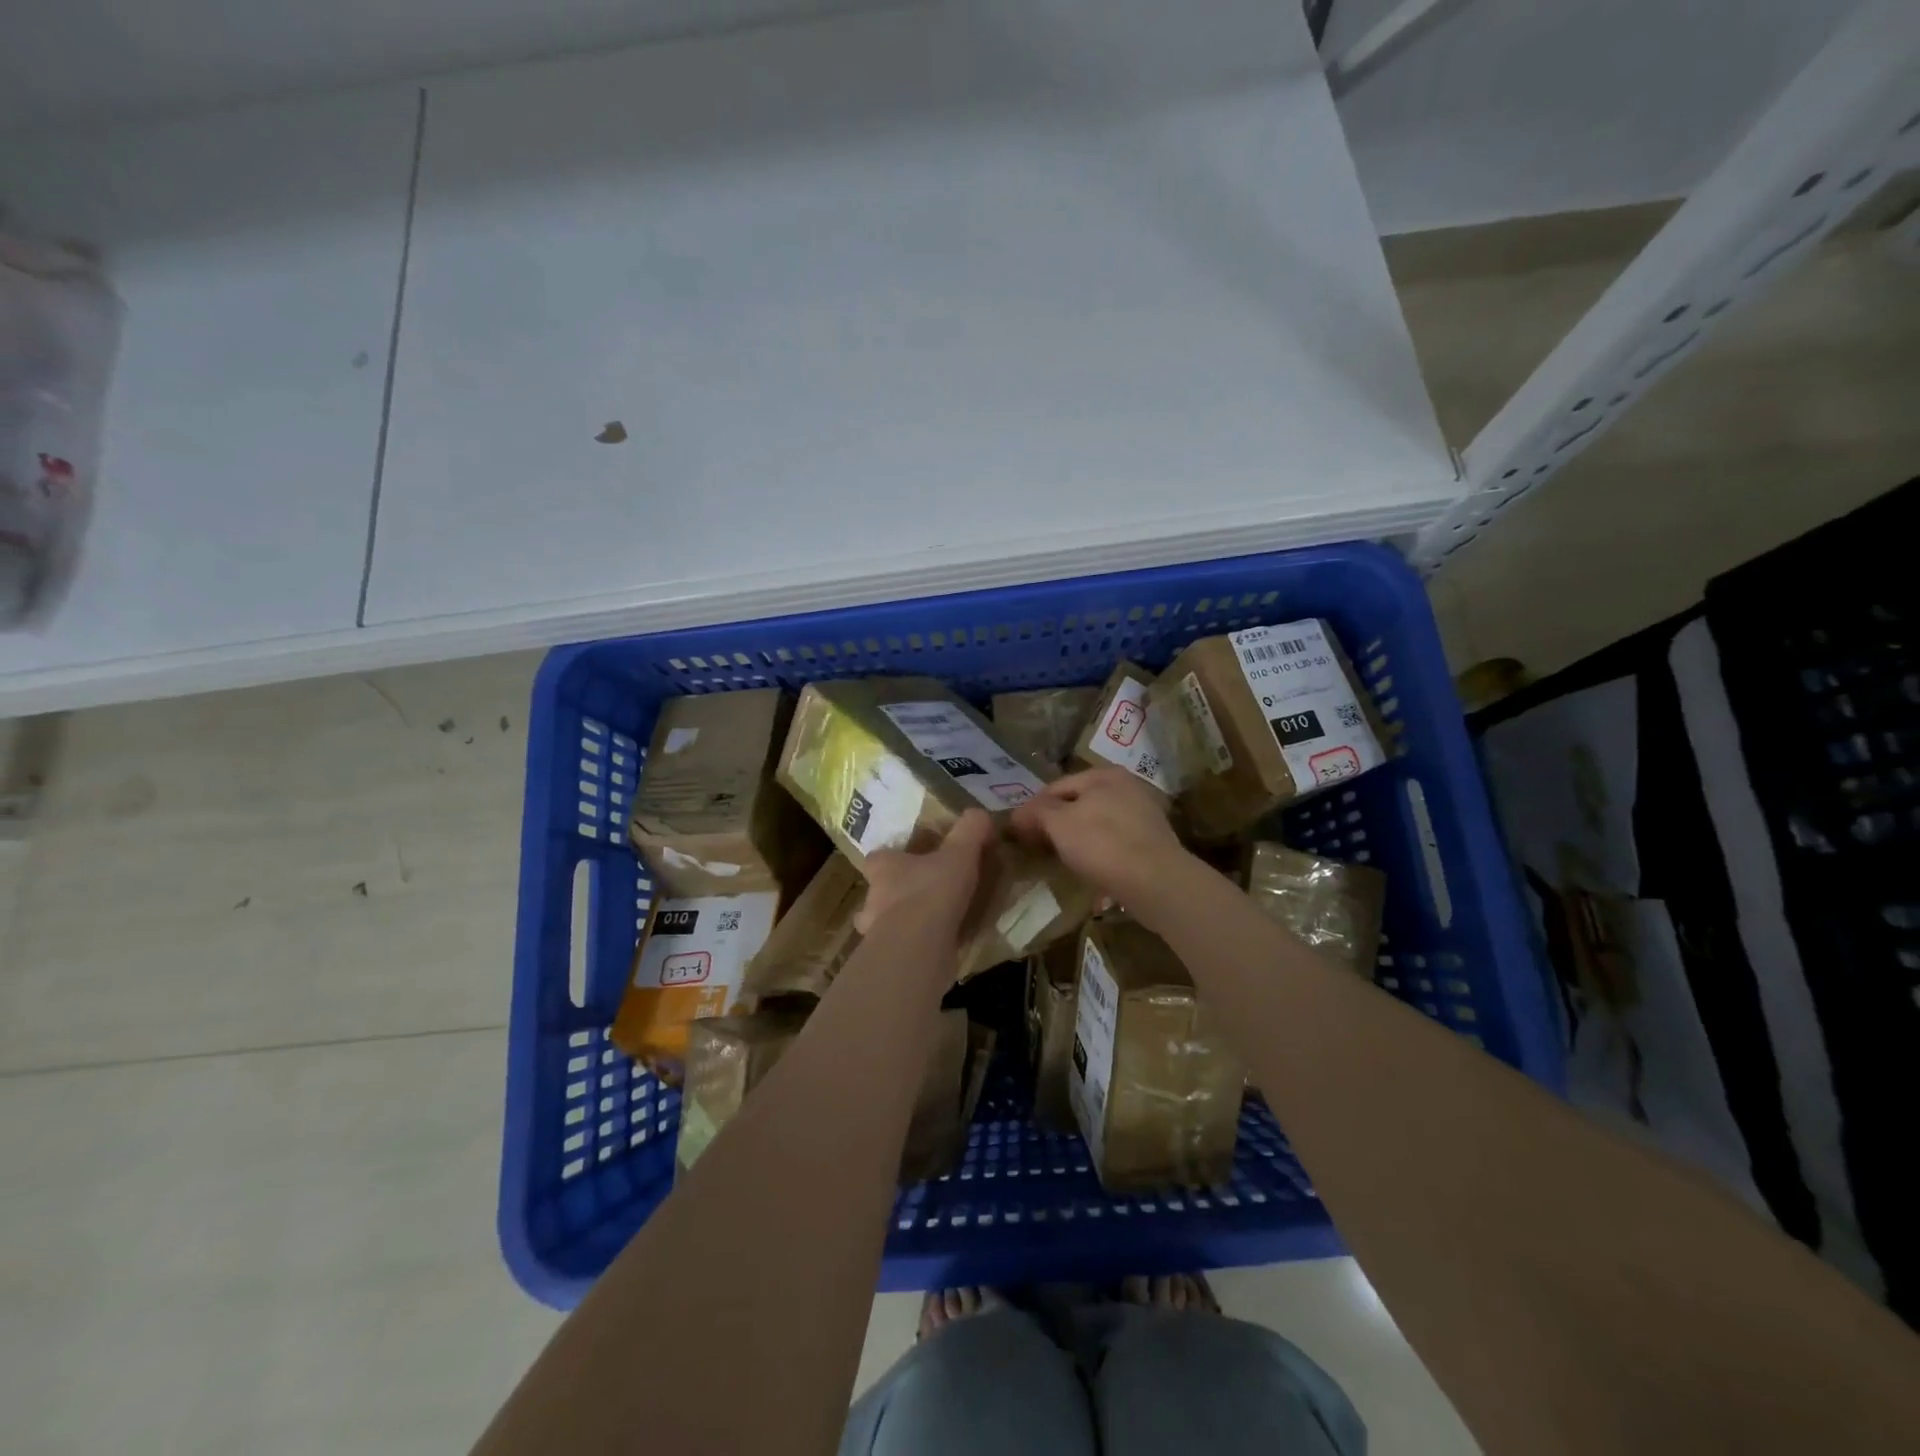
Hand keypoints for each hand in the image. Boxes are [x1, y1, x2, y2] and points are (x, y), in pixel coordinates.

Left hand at [854, 809, 994, 939]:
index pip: (878, 858)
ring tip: (936, 926)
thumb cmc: (933, 891)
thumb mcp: (960, 852)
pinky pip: (902, 949)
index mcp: (882, 867)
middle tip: (928, 896)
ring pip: (887, 924)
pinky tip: (941, 949)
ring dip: (906, 925)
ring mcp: (875, 933)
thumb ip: (970, 829)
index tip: (915, 862)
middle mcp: (871, 898)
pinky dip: (917, 948)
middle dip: (899, 894)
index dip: (895, 858)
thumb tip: (980, 814)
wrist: (919, 947)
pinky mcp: (888, 960)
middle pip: (880, 892)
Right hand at [1009, 767, 1186, 907]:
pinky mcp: (1153, 840)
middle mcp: (1126, 786)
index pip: (1055, 787)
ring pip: (1097, 822)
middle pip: (1078, 803)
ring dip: (1079, 838)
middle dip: (1057, 823)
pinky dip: (1100, 851)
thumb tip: (1017, 814)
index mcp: (1103, 774)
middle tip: (1039, 847)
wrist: (1156, 881)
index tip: (1019, 833)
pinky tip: (1092, 868)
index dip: (1033, 809)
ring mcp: (1143, 813)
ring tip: (1063, 860)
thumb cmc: (1102, 844)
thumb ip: (1037, 813)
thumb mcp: (1059, 824)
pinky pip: (1116, 840)